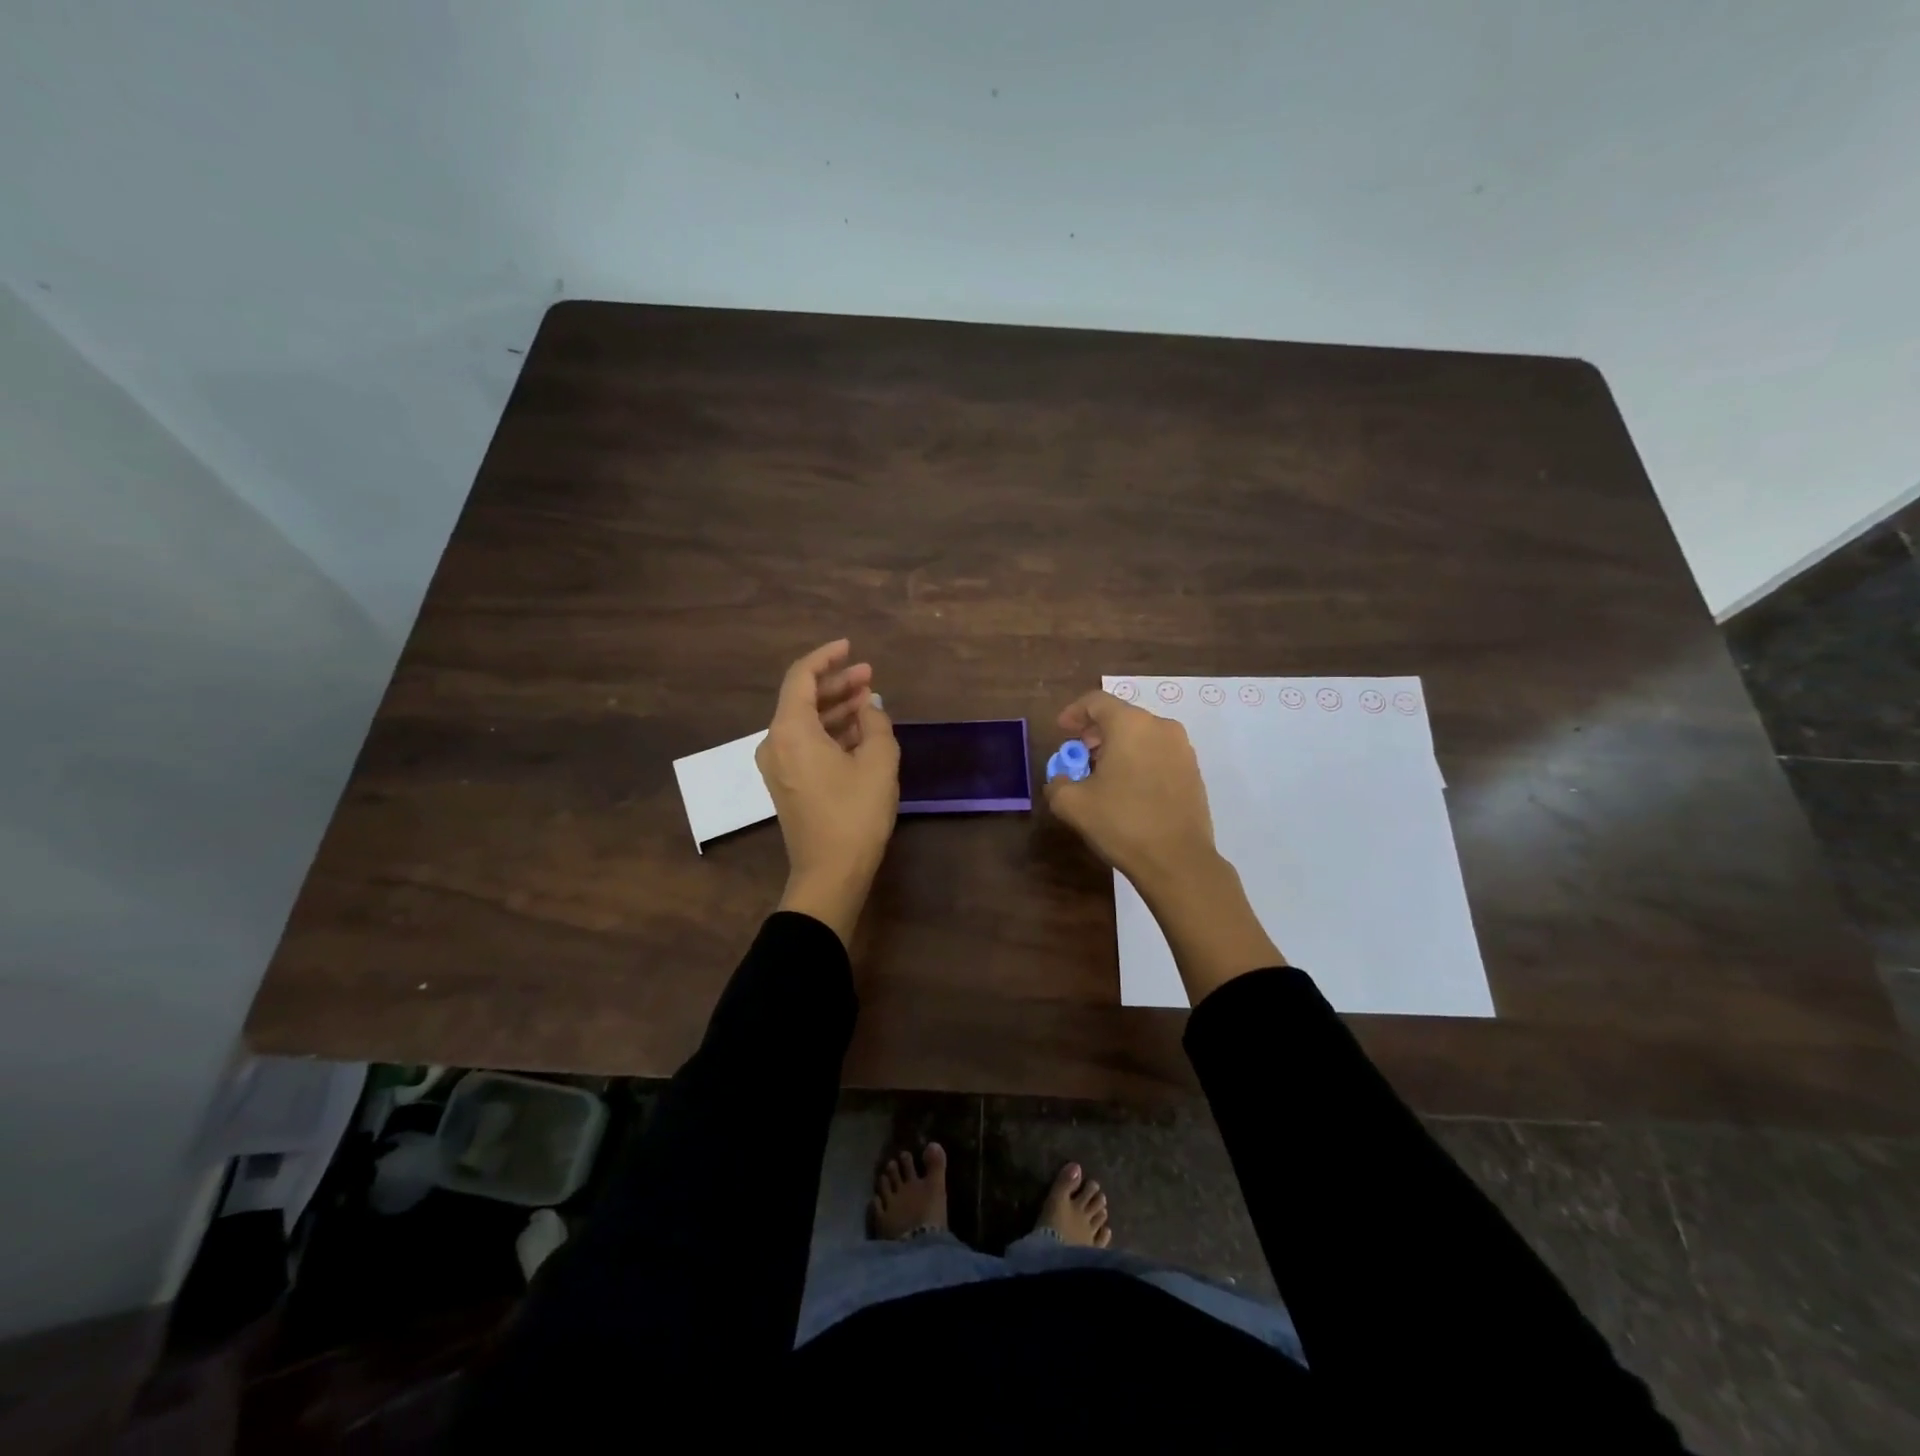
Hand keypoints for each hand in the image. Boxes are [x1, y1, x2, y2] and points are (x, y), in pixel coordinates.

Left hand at [757, 639, 899, 944]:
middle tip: (869, 675)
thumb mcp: (879, 762)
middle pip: (802, 698)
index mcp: (790, 730)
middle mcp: (775, 742)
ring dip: (835, 708)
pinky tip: (859, 731)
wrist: (830, 873)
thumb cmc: (855, 814)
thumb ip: (876, 724)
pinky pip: (805, 743)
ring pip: (805, 722)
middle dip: (836, 684)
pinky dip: (829, 732)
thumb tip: (869, 708)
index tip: (850, 648)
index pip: (801, 677)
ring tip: (869, 700)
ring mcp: (777, 765)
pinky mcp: (786, 783)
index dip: (826, 658)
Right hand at [1045, 688, 1283, 998]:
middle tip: (1080, 755)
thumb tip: (1061, 778)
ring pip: (1142, 735)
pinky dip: (1140, 761)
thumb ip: (1057, 782)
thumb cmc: (1122, 823)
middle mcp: (1160, 727)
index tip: (1062, 731)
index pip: (1096, 701)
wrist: (1178, 860)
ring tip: (1103, 775)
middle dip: (1096, 732)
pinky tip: (1129, 789)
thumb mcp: (1072, 804)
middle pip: (1121, 716)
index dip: (1073, 712)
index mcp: (1130, 724)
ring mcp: (1182, 749)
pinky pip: (1159, 753)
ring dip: (1119, 747)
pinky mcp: (1194, 771)